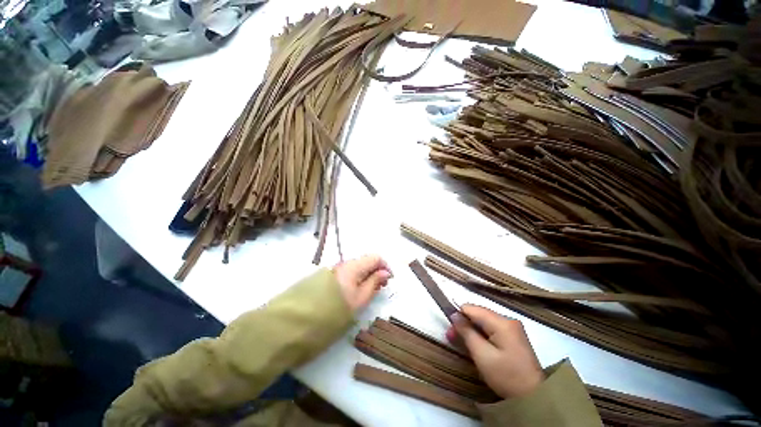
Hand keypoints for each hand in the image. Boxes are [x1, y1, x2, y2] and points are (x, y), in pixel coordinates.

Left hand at [333, 255, 391, 311]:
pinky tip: (363, 287)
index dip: (385, 266)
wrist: (315, 312)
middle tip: (384, 284)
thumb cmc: (342, 304)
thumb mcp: (362, 296)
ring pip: (362, 266)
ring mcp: (342, 267)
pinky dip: (362, 276)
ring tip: (375, 287)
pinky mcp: (337, 273)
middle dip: (378, 270)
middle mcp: (348, 262)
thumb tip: (386, 272)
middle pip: (368, 260)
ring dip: (370, 273)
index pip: (376, 258)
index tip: (390, 278)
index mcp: (355, 266)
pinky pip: (354, 270)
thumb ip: (375, 281)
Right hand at [447, 304, 543, 398]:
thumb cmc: (506, 376)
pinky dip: (481, 335)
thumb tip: (454, 314)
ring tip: (460, 341)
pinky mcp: (514, 337)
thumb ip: (466, 332)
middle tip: (451, 336)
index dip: (458, 314)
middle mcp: (508, 320)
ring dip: (471, 330)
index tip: (449, 327)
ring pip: (484, 322)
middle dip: (464, 324)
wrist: (534, 398)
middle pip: (478, 314)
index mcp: (502, 322)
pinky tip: (475, 344)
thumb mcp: (482, 355)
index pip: (472, 308)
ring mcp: (513, 329)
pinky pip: (492, 329)